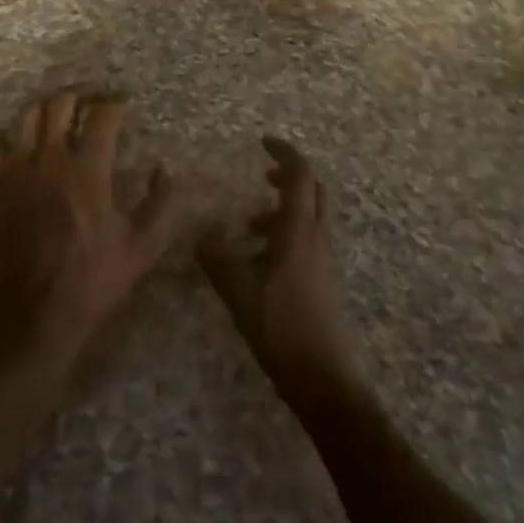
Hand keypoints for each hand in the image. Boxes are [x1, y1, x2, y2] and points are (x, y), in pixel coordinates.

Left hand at [0, 91, 179, 368]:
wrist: (30, 319)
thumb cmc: (91, 282)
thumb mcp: (142, 249)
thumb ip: (161, 204)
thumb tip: (165, 168)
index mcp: (87, 169)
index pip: (102, 116)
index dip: (116, 103)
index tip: (124, 103)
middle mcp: (49, 159)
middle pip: (60, 104)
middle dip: (79, 96)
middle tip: (91, 103)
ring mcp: (16, 171)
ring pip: (26, 117)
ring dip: (46, 111)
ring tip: (59, 119)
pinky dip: (15, 139)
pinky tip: (27, 151)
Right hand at [199, 138, 357, 397]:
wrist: (325, 380)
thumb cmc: (283, 329)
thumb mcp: (241, 293)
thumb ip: (218, 259)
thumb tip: (198, 232)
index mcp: (299, 229)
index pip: (300, 174)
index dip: (284, 153)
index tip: (263, 142)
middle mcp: (316, 236)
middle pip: (311, 190)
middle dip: (287, 176)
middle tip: (260, 176)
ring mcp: (322, 259)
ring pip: (308, 215)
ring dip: (282, 208)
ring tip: (248, 225)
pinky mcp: (321, 279)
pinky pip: (305, 238)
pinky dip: (285, 232)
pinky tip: (258, 260)